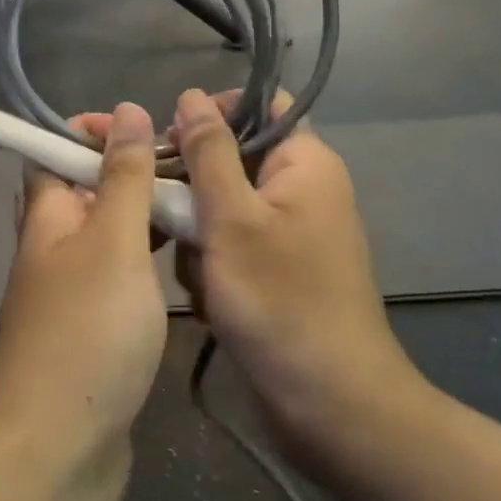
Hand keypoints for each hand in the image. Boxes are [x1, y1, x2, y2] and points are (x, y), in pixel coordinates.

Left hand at [0, 103, 168, 487]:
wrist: (57, 451)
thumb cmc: (86, 332)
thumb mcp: (113, 242)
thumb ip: (123, 177)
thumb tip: (126, 111)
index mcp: (47, 215)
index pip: (55, 150)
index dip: (92, 130)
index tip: (145, 124)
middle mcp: (53, 246)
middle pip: (88, 190)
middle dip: (131, 169)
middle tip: (189, 163)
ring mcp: (73, 291)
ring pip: (109, 233)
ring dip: (145, 214)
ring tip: (199, 202)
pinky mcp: (95, 329)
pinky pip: (121, 275)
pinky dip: (148, 259)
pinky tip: (185, 258)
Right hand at [172, 88, 427, 459]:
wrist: (329, 405)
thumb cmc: (280, 301)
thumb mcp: (232, 218)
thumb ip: (208, 152)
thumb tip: (192, 95)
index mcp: (305, 163)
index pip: (258, 107)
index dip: (212, 115)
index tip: (170, 145)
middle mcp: (302, 189)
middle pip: (232, 160)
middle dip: (195, 191)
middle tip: (174, 221)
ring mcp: (290, 233)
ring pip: (222, 207)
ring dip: (199, 236)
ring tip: (201, 275)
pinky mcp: (278, 270)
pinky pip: (231, 246)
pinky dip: (214, 266)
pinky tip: (211, 300)